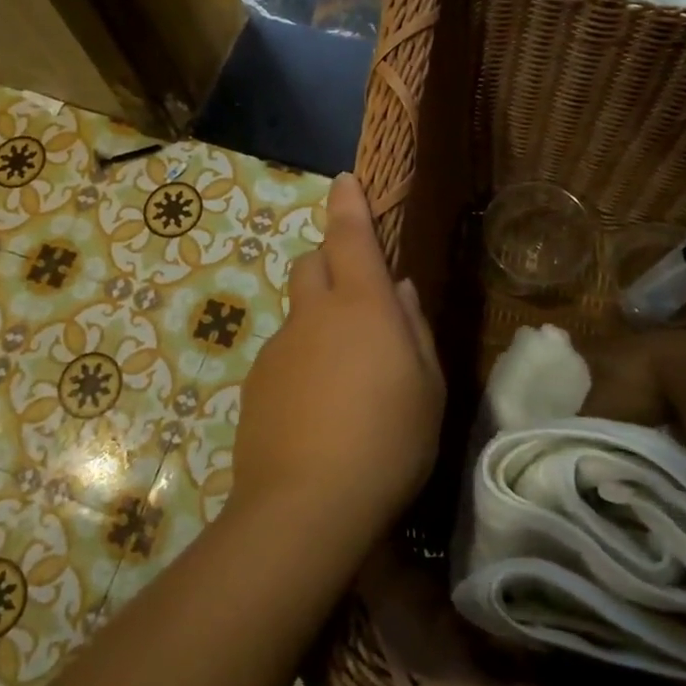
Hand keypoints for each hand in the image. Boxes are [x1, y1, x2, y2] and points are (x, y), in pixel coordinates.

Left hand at [230, 172, 445, 551]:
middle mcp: (314, 314)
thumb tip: (400, 290)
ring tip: (346, 377)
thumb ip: (414, 328)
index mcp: (362, 305)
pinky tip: (319, 409)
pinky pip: (285, 353)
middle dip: (331, 261)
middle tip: (359, 297)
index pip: (350, 235)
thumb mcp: (428, 387)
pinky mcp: (257, 382)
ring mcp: (279, 347)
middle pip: (311, 262)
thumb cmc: (388, 441)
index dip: (348, 204)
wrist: (307, 505)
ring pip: (298, 312)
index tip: (344, 181)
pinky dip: (303, 360)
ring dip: (320, 320)